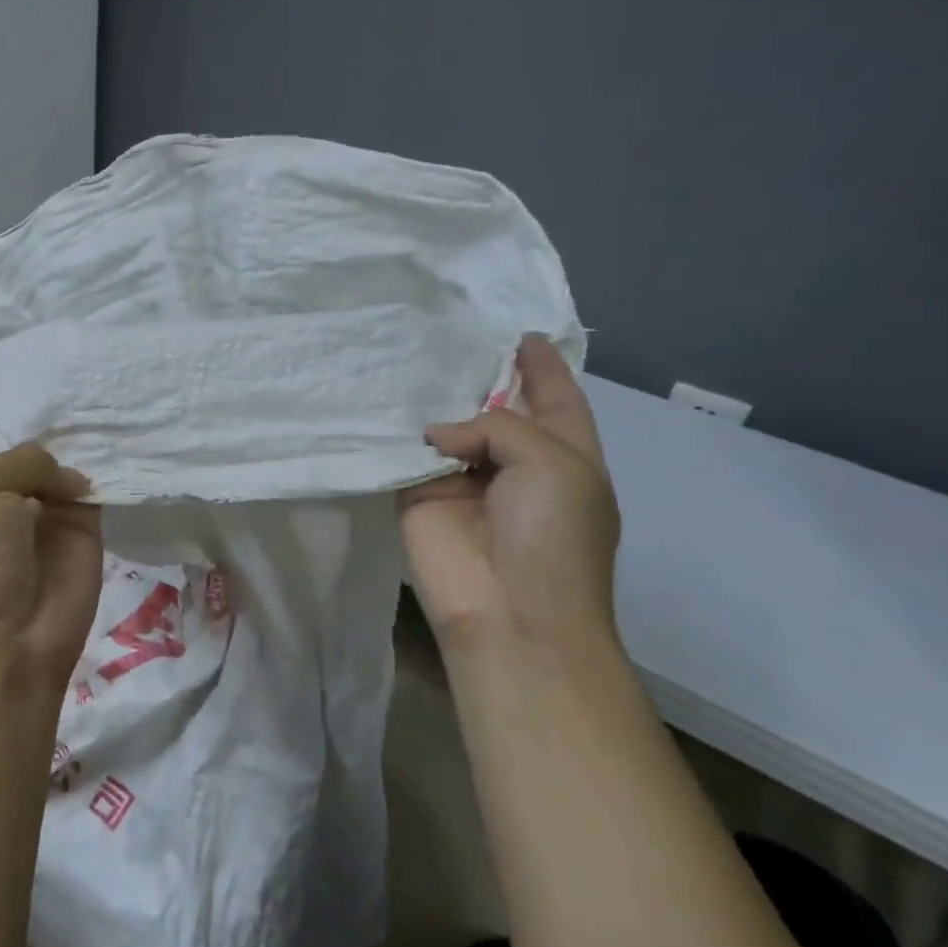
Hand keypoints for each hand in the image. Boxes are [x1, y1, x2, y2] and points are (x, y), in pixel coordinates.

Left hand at [0, 356, 102, 694]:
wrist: (8, 642)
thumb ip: (24, 460)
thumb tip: (70, 480)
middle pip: (3, 432)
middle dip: (16, 400)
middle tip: (38, 354)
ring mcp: (36, 504)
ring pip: (52, 453)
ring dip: (64, 424)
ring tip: (84, 376)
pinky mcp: (77, 522)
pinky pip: (90, 480)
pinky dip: (100, 457)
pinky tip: (114, 419)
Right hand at [400, 334, 619, 650]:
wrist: (508, 612)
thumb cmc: (552, 536)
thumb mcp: (553, 463)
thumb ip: (498, 425)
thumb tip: (436, 437)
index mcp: (565, 458)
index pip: (555, 400)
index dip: (543, 368)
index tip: (523, 334)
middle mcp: (514, 465)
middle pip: (496, 409)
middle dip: (480, 376)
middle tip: (452, 334)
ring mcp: (463, 481)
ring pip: (448, 428)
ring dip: (434, 400)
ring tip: (412, 356)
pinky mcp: (418, 496)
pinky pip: (407, 454)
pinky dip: (399, 431)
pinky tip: (383, 397)